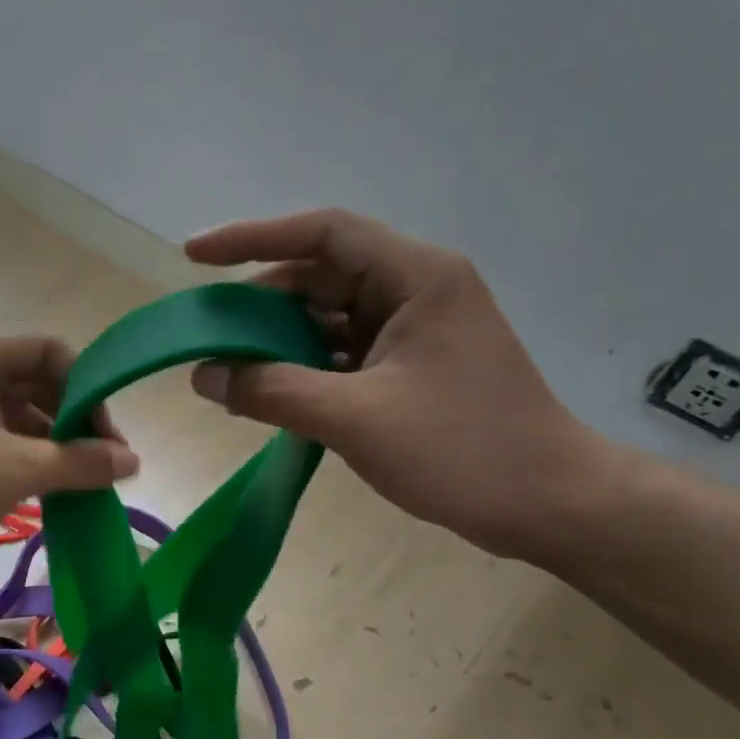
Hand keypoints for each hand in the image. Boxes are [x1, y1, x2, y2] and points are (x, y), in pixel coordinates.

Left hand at [0, 337, 137, 555]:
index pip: (53, 353)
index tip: (106, 439)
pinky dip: (14, 459)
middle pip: (33, 384)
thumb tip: (132, 462)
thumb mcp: (15, 470)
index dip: (89, 391)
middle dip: (70, 423)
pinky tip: (32, 493)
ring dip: (44, 446)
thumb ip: (79, 463)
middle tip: (95, 468)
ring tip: (70, 487)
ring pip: (9, 415)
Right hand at [186, 209, 615, 558]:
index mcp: (415, 277)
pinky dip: (301, 369)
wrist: (547, 504)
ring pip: (325, 319)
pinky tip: (266, 394)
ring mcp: (412, 331)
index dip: (251, 237)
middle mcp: (414, 290)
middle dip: (258, 305)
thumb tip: (203, 374)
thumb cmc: (462, 450)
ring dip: (277, 342)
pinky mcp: (408, 368)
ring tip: (225, 369)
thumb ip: (273, 391)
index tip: (193, 255)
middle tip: (204, 335)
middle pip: (318, 277)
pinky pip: (339, 354)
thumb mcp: (356, 418)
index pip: (322, 234)